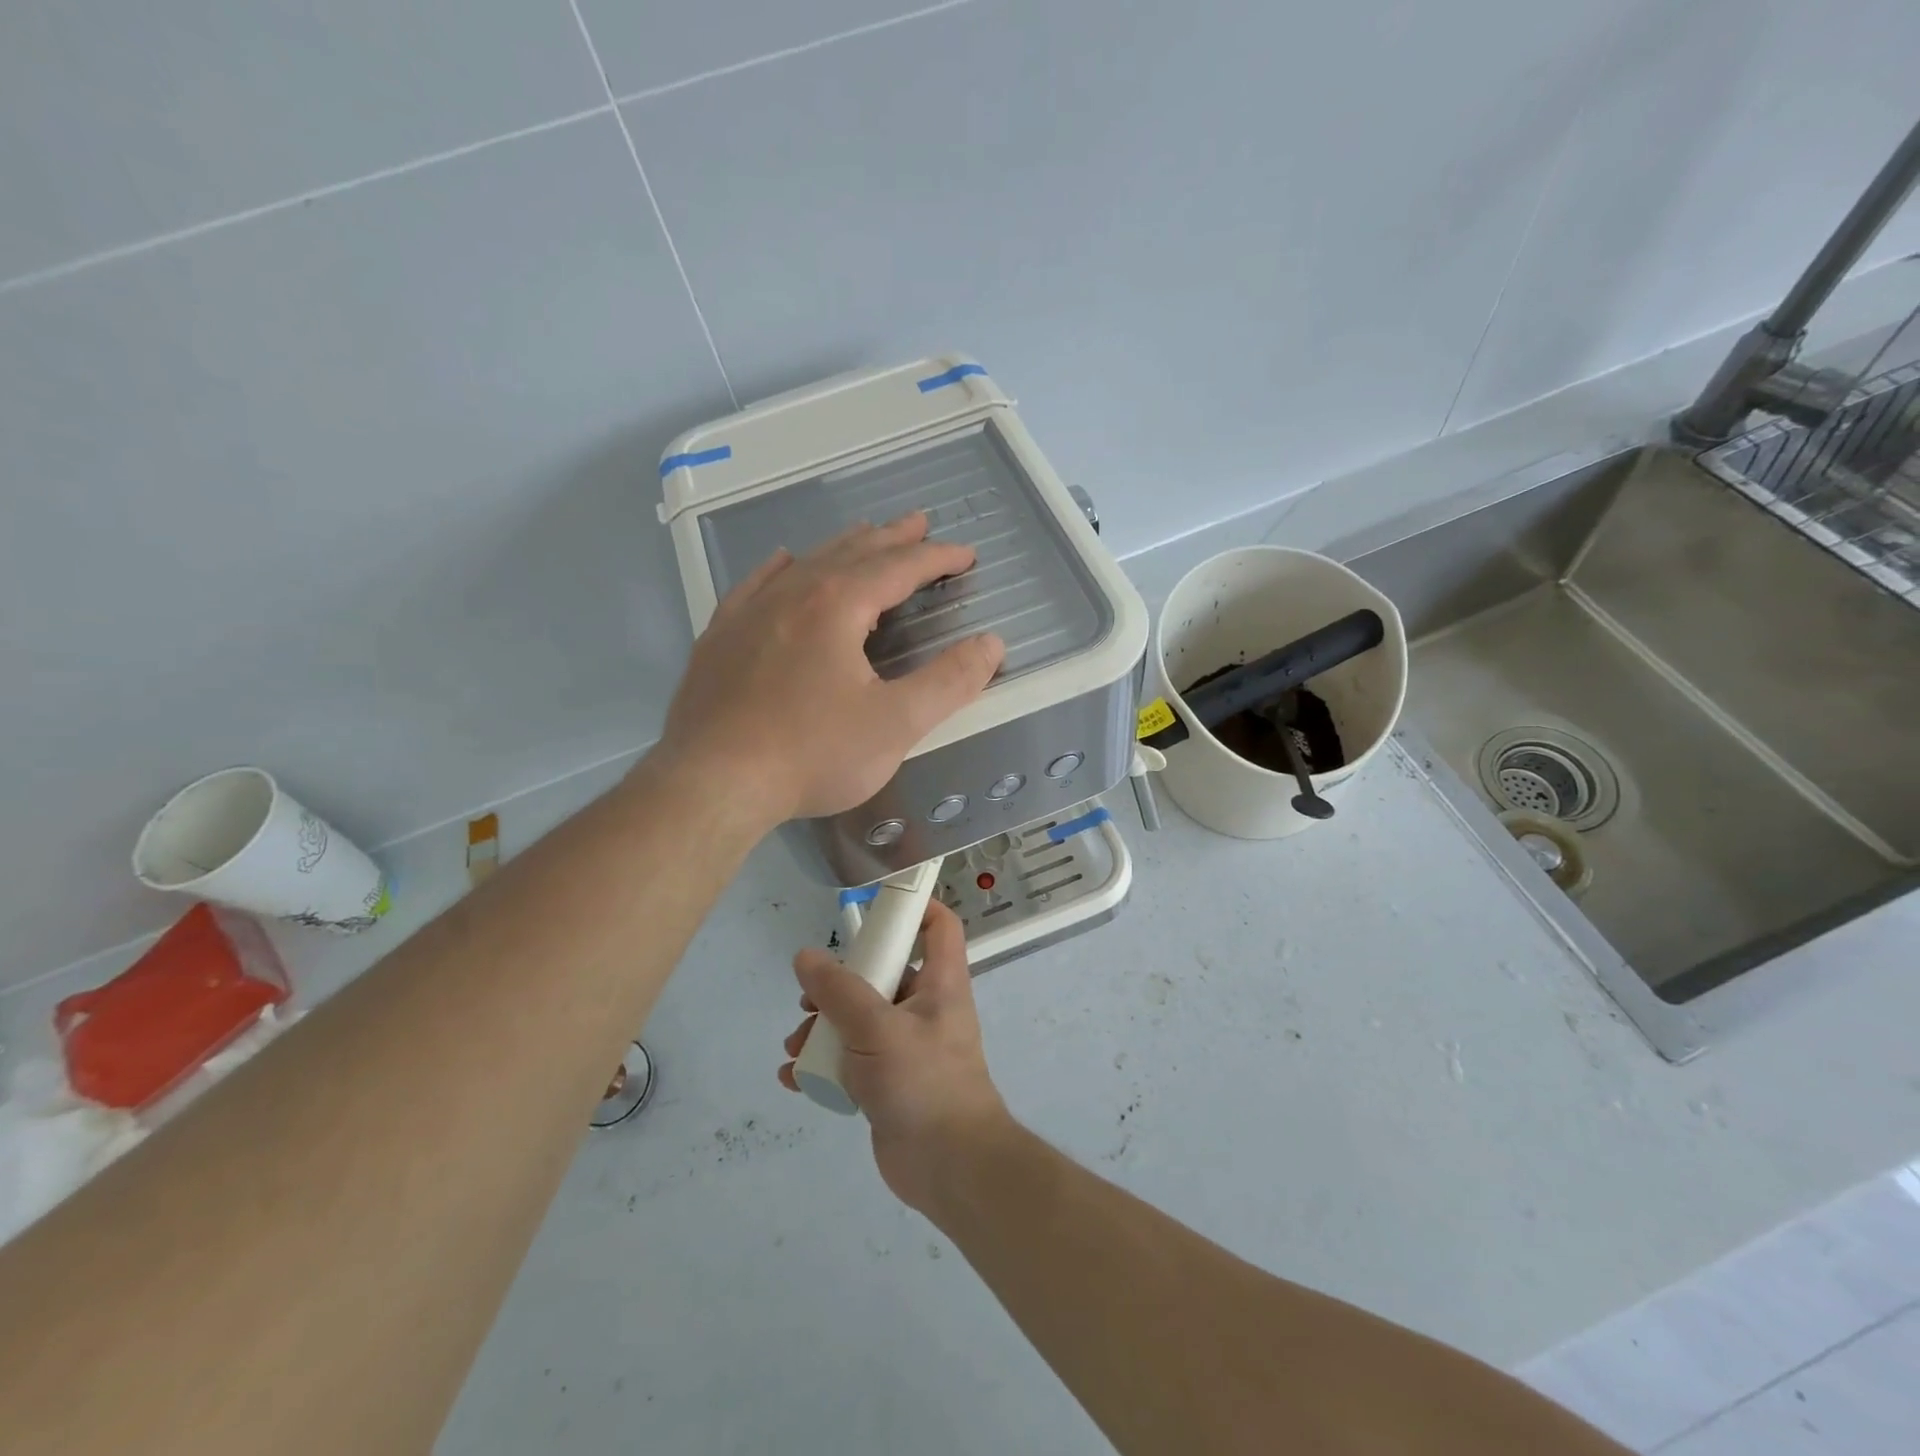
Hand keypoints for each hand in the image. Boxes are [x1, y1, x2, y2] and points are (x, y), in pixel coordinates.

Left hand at [657, 512, 1004, 823]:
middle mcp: (791, 594)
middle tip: (920, 525)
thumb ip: (949, 682)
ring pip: (805, 563)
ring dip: (843, 547)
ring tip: (867, 537)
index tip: (965, 555)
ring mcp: (748, 613)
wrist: (711, 783)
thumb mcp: (896, 724)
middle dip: (892, 539)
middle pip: (852, 553)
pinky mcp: (719, 638)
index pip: (898, 568)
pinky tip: (783, 562)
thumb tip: (991, 644)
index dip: (937, 558)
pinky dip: (781, 568)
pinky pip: (755, 585)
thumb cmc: (810, 755)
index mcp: (836, 606)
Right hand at [779, 900, 1010, 1210]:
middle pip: (883, 972)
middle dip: (840, 982)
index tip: (874, 904)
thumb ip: (839, 991)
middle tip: (808, 998)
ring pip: (860, 1018)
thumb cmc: (924, 1082)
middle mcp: (925, 1007)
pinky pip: (851, 1058)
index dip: (916, 906)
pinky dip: (824, 1062)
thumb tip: (805, 957)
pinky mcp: (888, 1081)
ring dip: (824, 1026)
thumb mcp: (877, 1029)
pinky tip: (794, 1077)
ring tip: (796, 1045)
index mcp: (940, 982)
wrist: (949, 1167)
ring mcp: (906, 1046)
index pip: (939, 926)